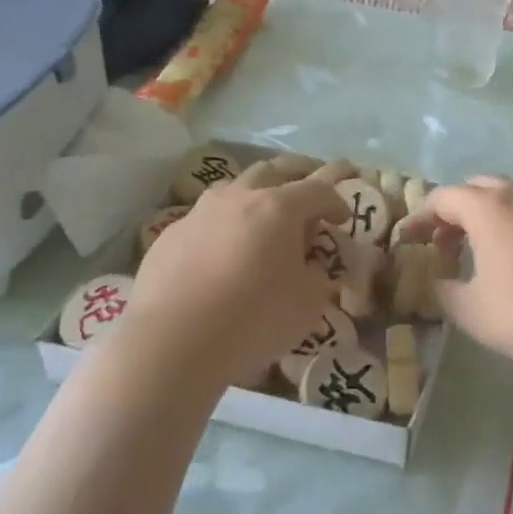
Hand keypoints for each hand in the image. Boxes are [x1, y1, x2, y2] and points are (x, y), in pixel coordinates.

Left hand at [124, 163, 348, 387]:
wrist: (172, 343)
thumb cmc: (254, 318)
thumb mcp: (309, 302)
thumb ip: (318, 276)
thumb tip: (312, 268)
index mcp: (279, 207)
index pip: (319, 190)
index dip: (337, 202)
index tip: (343, 220)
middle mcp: (239, 198)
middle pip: (273, 171)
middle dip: (297, 176)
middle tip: (308, 193)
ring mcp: (199, 214)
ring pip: (234, 188)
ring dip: (255, 196)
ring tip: (262, 218)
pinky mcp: (169, 237)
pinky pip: (205, 220)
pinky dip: (223, 227)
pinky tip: (221, 253)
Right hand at [417, 177, 512, 367]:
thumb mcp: (474, 312)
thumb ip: (445, 294)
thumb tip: (438, 283)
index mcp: (489, 209)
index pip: (444, 197)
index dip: (421, 217)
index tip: (409, 241)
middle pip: (477, 187)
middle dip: (454, 211)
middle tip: (443, 243)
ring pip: (508, 198)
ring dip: (485, 217)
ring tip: (478, 253)